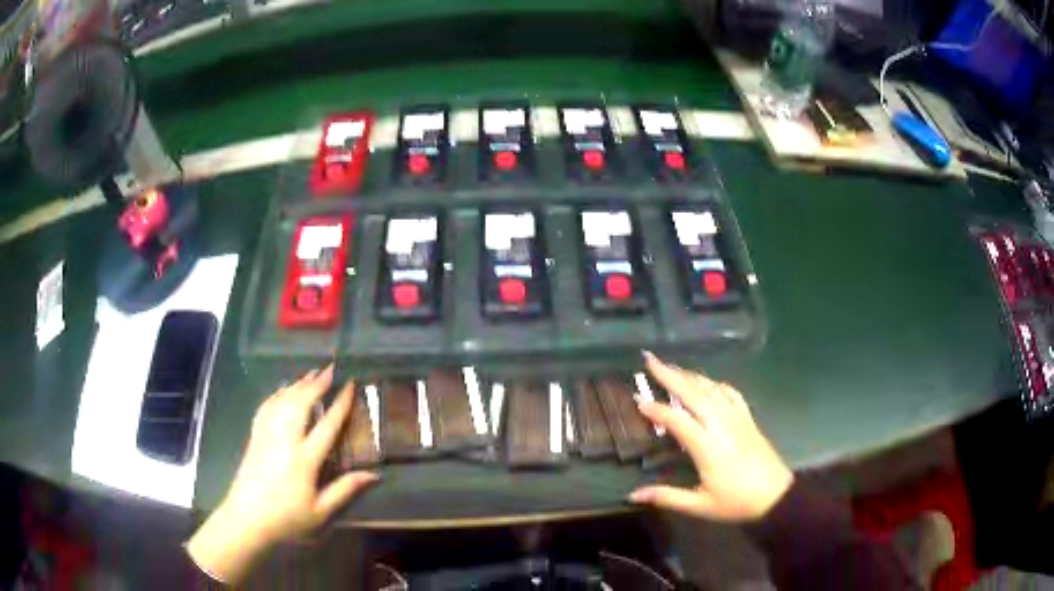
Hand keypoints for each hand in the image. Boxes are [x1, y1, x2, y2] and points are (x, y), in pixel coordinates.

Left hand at [186, 366, 377, 583]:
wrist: (247, 519)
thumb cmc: (287, 518)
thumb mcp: (320, 511)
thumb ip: (345, 489)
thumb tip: (374, 474)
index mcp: (304, 459)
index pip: (327, 425)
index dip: (340, 403)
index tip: (350, 385)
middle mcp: (285, 440)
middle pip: (301, 403)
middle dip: (317, 383)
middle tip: (331, 368)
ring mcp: (266, 435)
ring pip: (282, 401)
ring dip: (298, 384)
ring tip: (311, 373)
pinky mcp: (255, 437)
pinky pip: (266, 407)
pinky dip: (277, 394)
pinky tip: (283, 390)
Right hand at [629, 353, 792, 521]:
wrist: (775, 495)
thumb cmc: (736, 502)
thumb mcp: (700, 505)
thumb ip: (667, 497)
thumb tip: (632, 495)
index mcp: (707, 446)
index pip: (677, 419)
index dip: (656, 409)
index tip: (637, 400)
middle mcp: (721, 424)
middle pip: (693, 393)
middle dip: (669, 374)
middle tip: (649, 359)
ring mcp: (737, 418)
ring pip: (711, 388)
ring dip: (689, 375)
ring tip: (670, 366)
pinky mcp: (748, 418)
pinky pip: (730, 393)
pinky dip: (714, 383)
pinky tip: (706, 382)